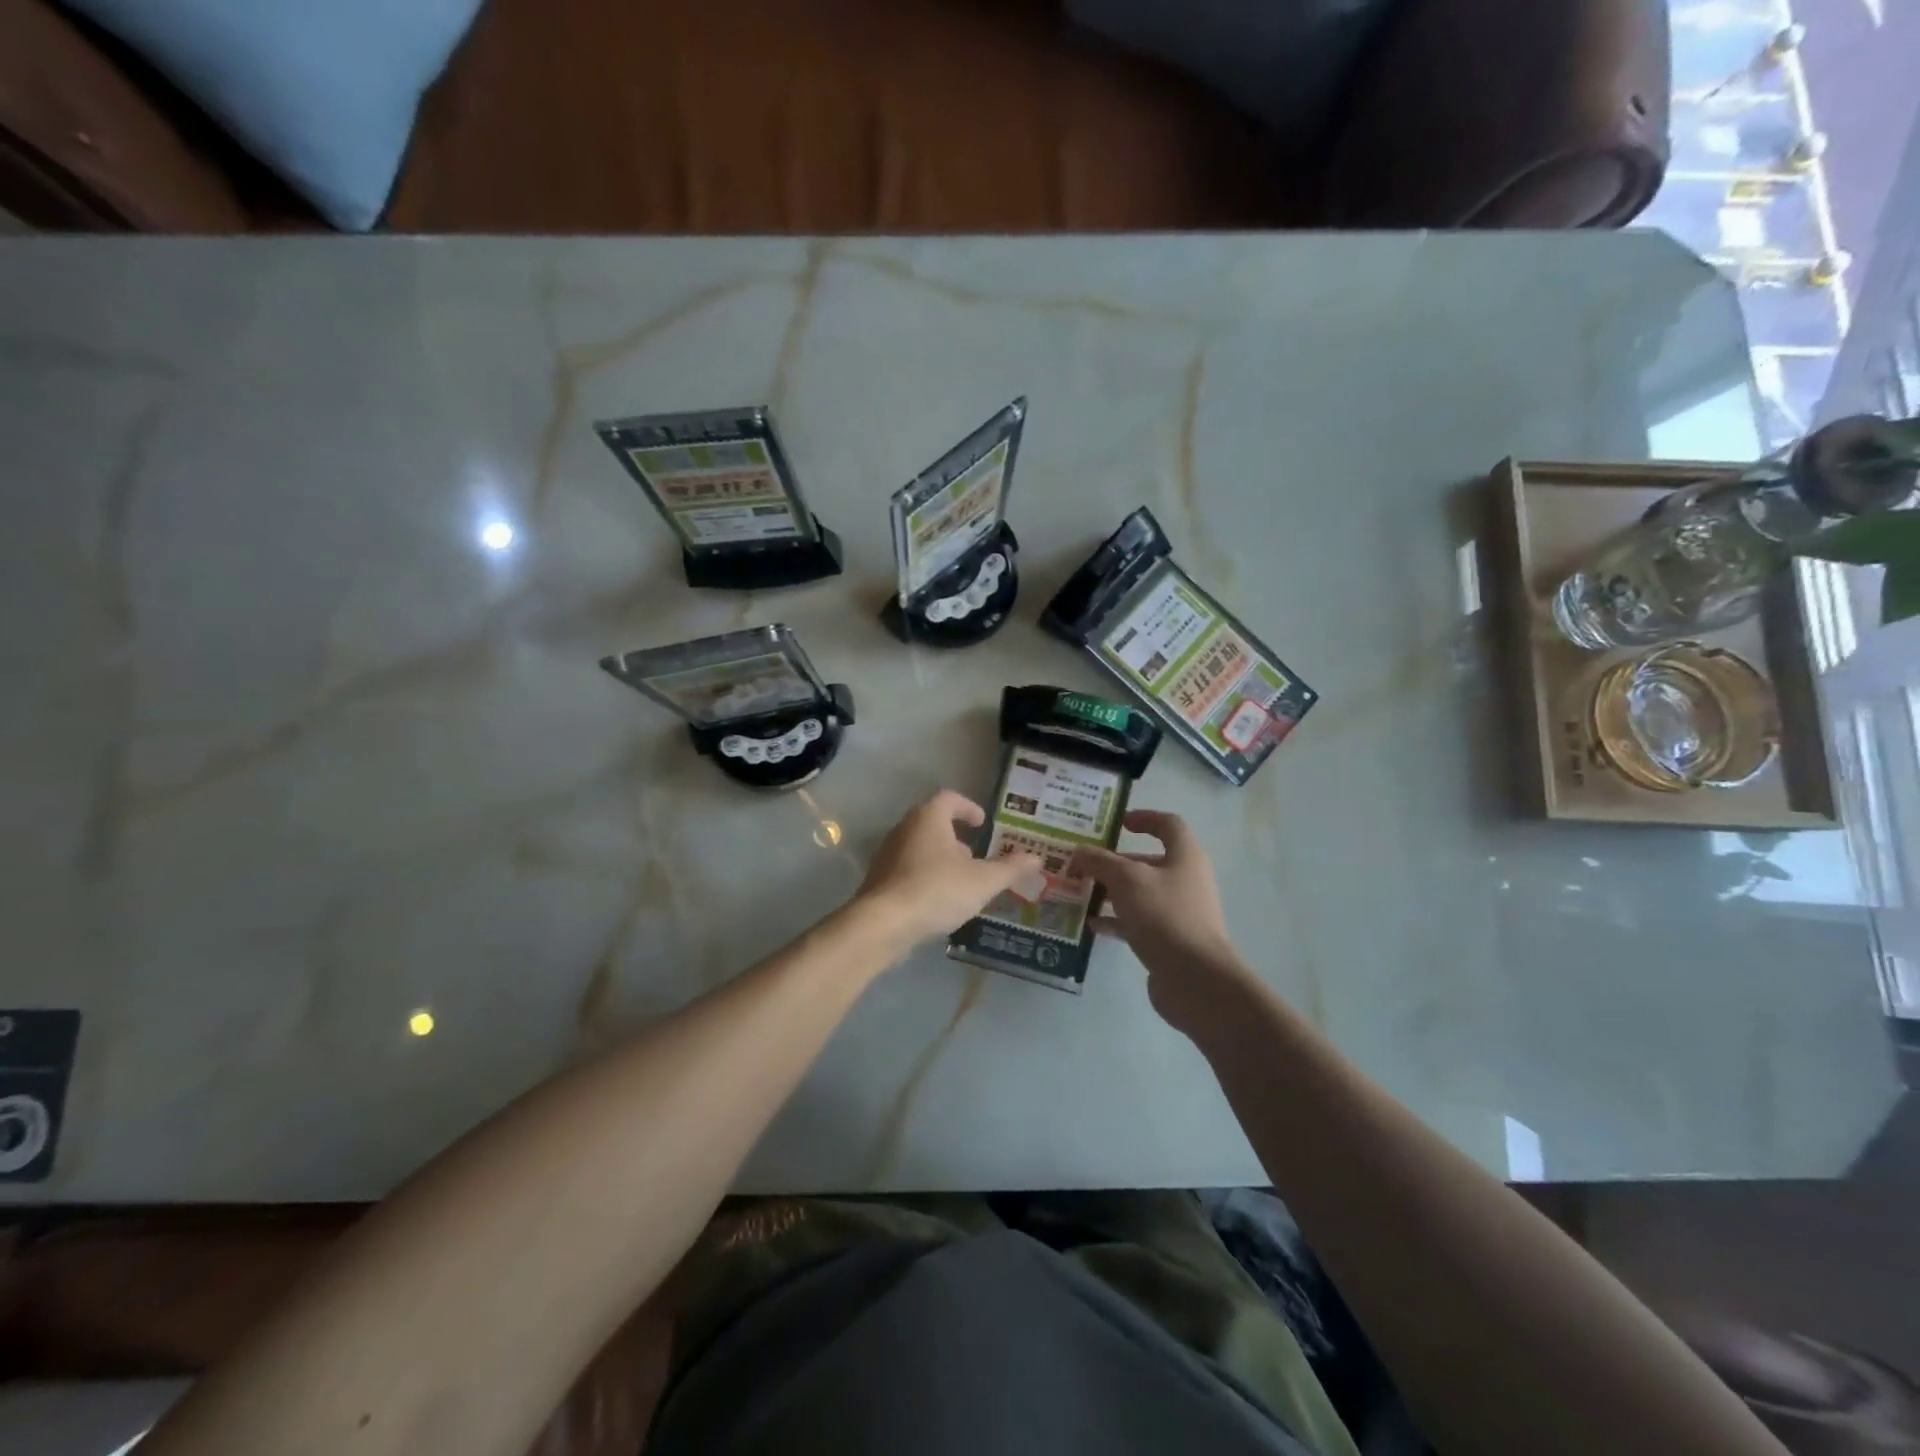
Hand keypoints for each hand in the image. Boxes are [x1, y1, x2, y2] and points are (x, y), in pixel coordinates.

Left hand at [856, 790, 1044, 948]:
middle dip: (955, 837)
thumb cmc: (937, 890)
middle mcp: (904, 828)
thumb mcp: (983, 881)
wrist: (883, 924)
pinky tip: (939, 900)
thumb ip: (1010, 868)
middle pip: (932, 822)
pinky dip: (925, 877)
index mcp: (928, 817)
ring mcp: (887, 854)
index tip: (982, 823)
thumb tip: (1037, 858)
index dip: (968, 808)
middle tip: (975, 854)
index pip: (949, 799)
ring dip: (940, 858)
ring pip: (919, 847)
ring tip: (961, 881)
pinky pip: (907, 870)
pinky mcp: (879, 880)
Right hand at [1068, 809, 1254, 1029]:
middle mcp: (1185, 880)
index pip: (1168, 824)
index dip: (1144, 818)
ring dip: (1111, 891)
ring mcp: (1179, 912)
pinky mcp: (1169, 940)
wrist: (1196, 980)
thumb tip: (1078, 852)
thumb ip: (1099, 862)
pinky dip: (1115, 920)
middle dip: (1115, 861)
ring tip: (1080, 892)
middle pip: (1149, 861)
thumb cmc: (1164, 916)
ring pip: (1140, 893)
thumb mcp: (1126, 880)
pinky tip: (1091, 925)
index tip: (1117, 823)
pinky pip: (1138, 922)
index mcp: (1185, 857)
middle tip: (1084, 863)